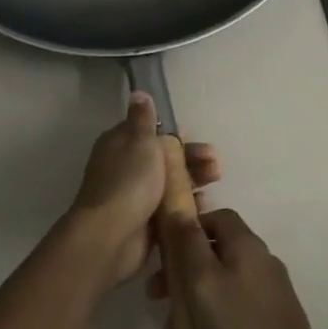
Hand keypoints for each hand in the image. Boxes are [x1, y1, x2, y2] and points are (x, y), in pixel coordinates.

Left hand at [68, 94, 219, 288]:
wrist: (112, 235)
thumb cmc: (129, 181)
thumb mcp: (139, 141)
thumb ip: (143, 119)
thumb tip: (139, 93)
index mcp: (120, 144)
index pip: (149, 132)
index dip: (172, 134)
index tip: (194, 136)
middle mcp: (125, 168)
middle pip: (163, 159)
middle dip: (191, 159)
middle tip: (215, 165)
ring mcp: (135, 196)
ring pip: (169, 183)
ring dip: (193, 180)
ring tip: (215, 182)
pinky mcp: (144, 222)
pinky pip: (170, 209)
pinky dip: (186, 205)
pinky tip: (204, 205)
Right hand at [151, 208, 327, 328]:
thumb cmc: (240, 325)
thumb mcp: (203, 280)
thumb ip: (188, 242)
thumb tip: (178, 206)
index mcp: (246, 245)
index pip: (217, 217)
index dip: (189, 227)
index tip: (165, 250)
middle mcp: (261, 261)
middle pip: (216, 252)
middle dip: (183, 270)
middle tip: (157, 295)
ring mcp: (269, 291)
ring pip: (221, 284)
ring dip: (193, 300)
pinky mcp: (271, 318)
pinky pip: (234, 308)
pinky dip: (212, 319)